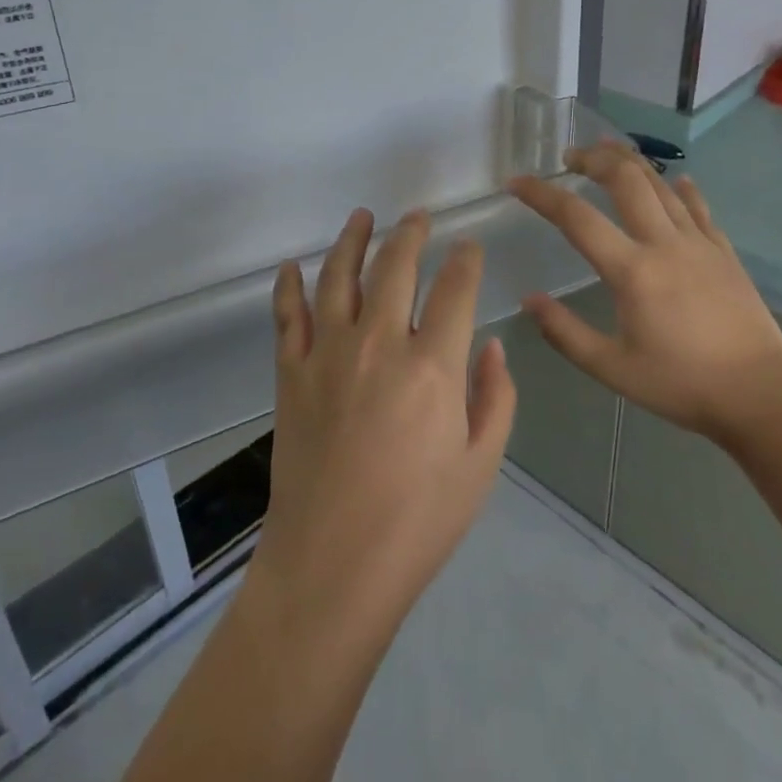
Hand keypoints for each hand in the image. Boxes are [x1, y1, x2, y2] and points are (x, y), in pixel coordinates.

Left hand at [255, 208, 516, 638]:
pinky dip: (287, 287)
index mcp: (432, 365)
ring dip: (352, 240)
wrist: (332, 565)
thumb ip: (495, 398)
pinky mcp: (291, 374)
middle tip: (418, 217)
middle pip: (395, 267)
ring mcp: (328, 354)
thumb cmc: (418, 522)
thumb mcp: (480, 465)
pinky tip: (291, 267)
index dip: (466, 260)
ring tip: (362, 216)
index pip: (455, 289)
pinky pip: (287, 316)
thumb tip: (493, 346)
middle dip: (411, 234)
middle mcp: (379, 343)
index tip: (469, 247)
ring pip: (338, 276)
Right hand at [508, 143, 781, 446]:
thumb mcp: (612, 369)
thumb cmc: (682, 385)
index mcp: (632, 271)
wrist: (762, 396)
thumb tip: (529, 300)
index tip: (516, 183)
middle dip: (593, 159)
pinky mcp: (724, 251)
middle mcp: (664, 243)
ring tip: (607, 151)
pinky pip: (697, 207)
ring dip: (630, 162)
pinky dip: (680, 189)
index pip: (576, 218)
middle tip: (569, 157)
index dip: (541, 194)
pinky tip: (676, 180)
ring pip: (661, 184)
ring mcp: (699, 243)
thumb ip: (565, 333)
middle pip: (625, 180)